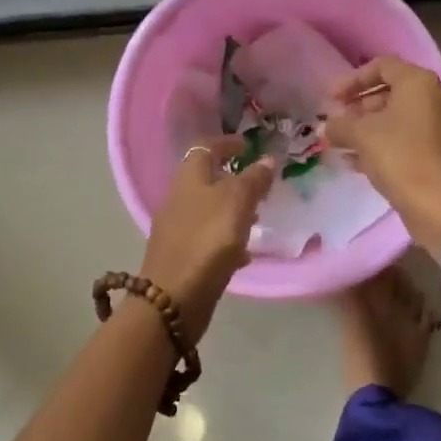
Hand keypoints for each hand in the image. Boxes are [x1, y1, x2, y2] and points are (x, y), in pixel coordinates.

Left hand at [139, 137, 276, 339]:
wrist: (173, 298)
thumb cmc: (208, 240)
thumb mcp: (237, 202)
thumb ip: (254, 180)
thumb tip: (267, 159)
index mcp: (188, 178)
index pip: (205, 147)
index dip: (226, 142)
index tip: (248, 145)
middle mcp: (178, 199)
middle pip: (205, 179)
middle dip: (232, 178)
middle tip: (259, 183)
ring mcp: (177, 229)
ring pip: (208, 209)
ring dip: (231, 209)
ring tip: (257, 216)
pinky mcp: (182, 256)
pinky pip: (208, 238)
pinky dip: (226, 238)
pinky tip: (244, 253)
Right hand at [324, 56, 440, 257]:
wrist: (440, 207)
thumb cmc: (400, 158)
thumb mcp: (362, 136)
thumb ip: (339, 125)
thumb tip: (324, 127)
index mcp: (421, 84)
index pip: (383, 66)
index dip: (352, 80)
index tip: (331, 99)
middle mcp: (438, 98)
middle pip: (392, 92)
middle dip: (359, 106)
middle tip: (336, 122)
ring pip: (400, 119)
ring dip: (369, 127)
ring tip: (342, 142)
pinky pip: (409, 139)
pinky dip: (385, 144)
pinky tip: (357, 162)